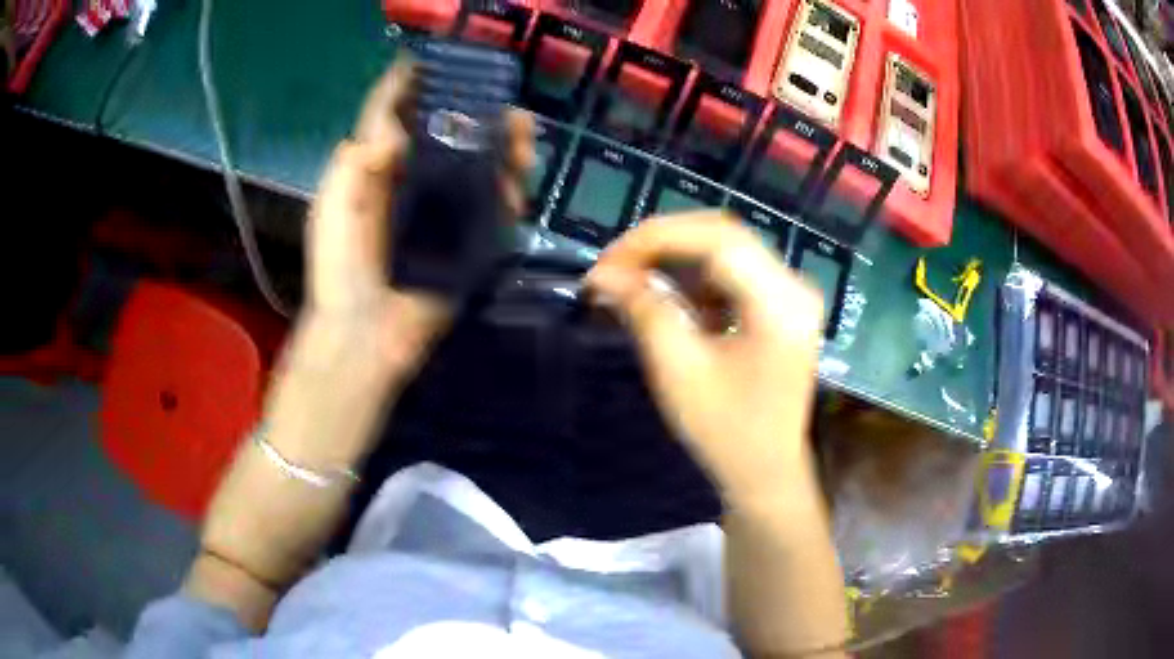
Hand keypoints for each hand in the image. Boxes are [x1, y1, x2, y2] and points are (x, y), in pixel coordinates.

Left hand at [296, 59, 534, 384]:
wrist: (367, 335)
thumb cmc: (341, 269)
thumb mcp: (334, 209)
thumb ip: (355, 164)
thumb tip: (393, 125)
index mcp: (376, 171)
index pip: (394, 117)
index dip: (413, 86)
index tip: (438, 60)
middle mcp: (412, 182)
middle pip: (448, 136)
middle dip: (478, 116)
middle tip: (506, 110)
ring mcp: (443, 211)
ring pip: (479, 166)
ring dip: (504, 149)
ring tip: (523, 141)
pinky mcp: (466, 240)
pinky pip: (494, 207)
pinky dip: (511, 192)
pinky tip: (520, 186)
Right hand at [586, 211, 825, 505]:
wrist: (765, 473)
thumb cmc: (726, 431)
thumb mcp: (679, 371)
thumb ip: (644, 311)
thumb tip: (603, 274)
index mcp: (781, 302)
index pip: (717, 239)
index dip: (657, 239)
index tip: (608, 262)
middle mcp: (794, 286)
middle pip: (723, 235)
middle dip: (663, 244)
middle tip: (615, 267)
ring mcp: (791, 295)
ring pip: (726, 249)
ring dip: (676, 258)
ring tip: (633, 280)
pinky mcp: (780, 307)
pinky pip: (733, 272)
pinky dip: (695, 278)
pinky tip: (669, 298)